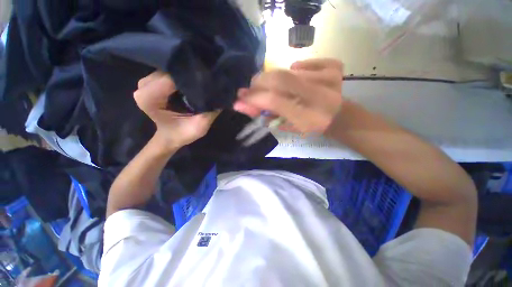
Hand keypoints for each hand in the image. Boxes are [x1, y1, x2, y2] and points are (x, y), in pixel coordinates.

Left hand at [134, 72, 219, 149]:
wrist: (170, 137)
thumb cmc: (182, 134)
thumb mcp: (200, 126)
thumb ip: (210, 110)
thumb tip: (223, 92)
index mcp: (149, 98)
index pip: (173, 78)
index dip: (192, 79)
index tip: (209, 84)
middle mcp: (143, 86)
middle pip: (171, 72)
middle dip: (190, 76)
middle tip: (208, 83)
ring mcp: (147, 81)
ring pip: (171, 70)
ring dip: (187, 76)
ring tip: (202, 83)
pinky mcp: (153, 81)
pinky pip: (170, 73)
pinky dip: (183, 77)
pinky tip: (193, 82)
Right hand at [233, 58, 343, 133]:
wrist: (338, 117)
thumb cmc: (310, 126)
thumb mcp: (288, 127)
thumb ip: (267, 115)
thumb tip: (244, 105)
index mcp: (310, 117)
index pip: (275, 101)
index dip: (255, 98)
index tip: (240, 100)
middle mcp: (321, 94)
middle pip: (280, 79)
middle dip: (260, 83)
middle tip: (252, 89)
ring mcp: (330, 77)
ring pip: (289, 71)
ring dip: (275, 79)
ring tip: (273, 87)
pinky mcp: (334, 66)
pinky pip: (305, 63)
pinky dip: (296, 69)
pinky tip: (297, 78)